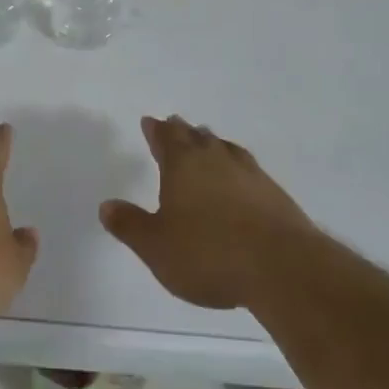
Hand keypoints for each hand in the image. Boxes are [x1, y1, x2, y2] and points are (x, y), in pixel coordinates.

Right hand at [101, 115, 314, 310]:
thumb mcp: (156, 246)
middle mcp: (215, 160)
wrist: (282, 267)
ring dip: (211, 143)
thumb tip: (106, 206)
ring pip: (224, 148)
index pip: (166, 138)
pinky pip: (247, 168)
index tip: (150, 121)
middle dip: (182, 131)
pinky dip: (236, 166)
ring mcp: (249, 173)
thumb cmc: (209, 254)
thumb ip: (130, 225)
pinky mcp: (274, 194)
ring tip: (207, 141)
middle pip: (195, 137)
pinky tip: (240, 177)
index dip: (155, 130)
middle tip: (175, 124)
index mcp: (183, 165)